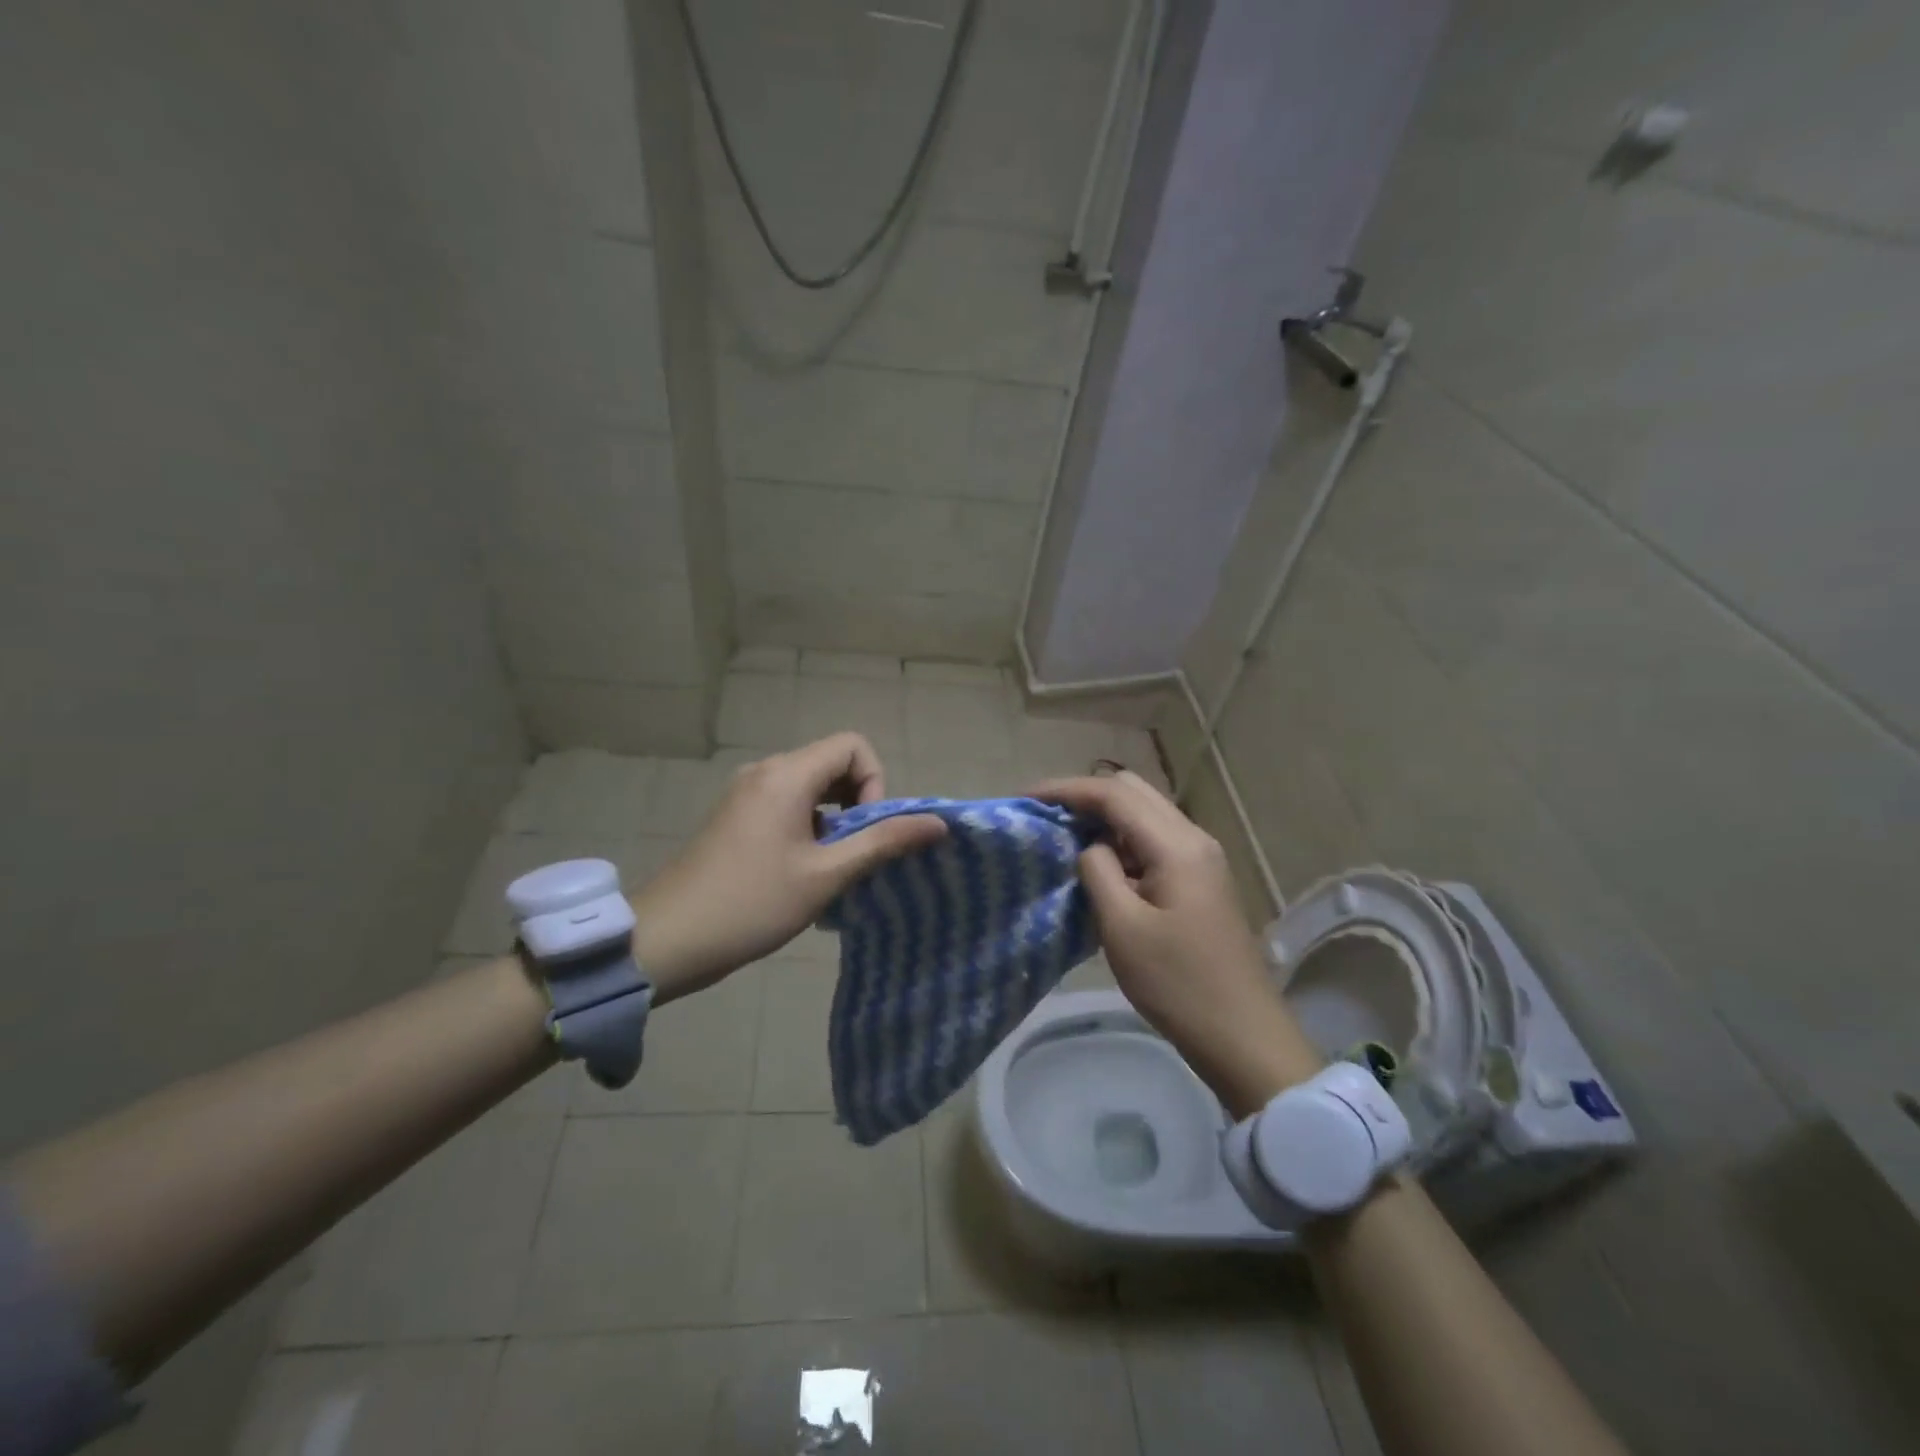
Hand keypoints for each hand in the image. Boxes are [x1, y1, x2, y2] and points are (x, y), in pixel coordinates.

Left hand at [631, 733, 944, 1001]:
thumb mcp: (826, 875)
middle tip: (855, 853)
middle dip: (857, 801)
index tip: (866, 831)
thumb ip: (883, 842)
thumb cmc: (752, 903)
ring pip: (810, 786)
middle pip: (832, 762)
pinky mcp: (735, 814)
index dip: (874, 782)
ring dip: (834, 818)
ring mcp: (745, 792)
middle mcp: (765, 771)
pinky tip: (802, 870)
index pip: (853, 746)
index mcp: (787, 775)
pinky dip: (808, 825)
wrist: (667, 938)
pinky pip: (787, 802)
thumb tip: (937, 823)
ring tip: (831, 866)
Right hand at [1032, 771, 1322, 1114]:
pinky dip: (1123, 841)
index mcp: (1177, 845)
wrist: (1241, 1035)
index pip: (1114, 794)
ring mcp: (1201, 859)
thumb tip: (1090, 846)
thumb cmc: (1178, 984)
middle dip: (1086, 797)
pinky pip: (1155, 841)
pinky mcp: (1200, 880)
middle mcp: (1193, 838)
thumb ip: (1098, 871)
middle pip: (1133, 792)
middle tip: (1046, 817)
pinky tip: (1100, 865)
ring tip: (1065, 839)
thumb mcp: (1123, 928)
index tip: (1025, 798)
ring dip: (1105, 819)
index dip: (1066, 790)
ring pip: (1145, 814)